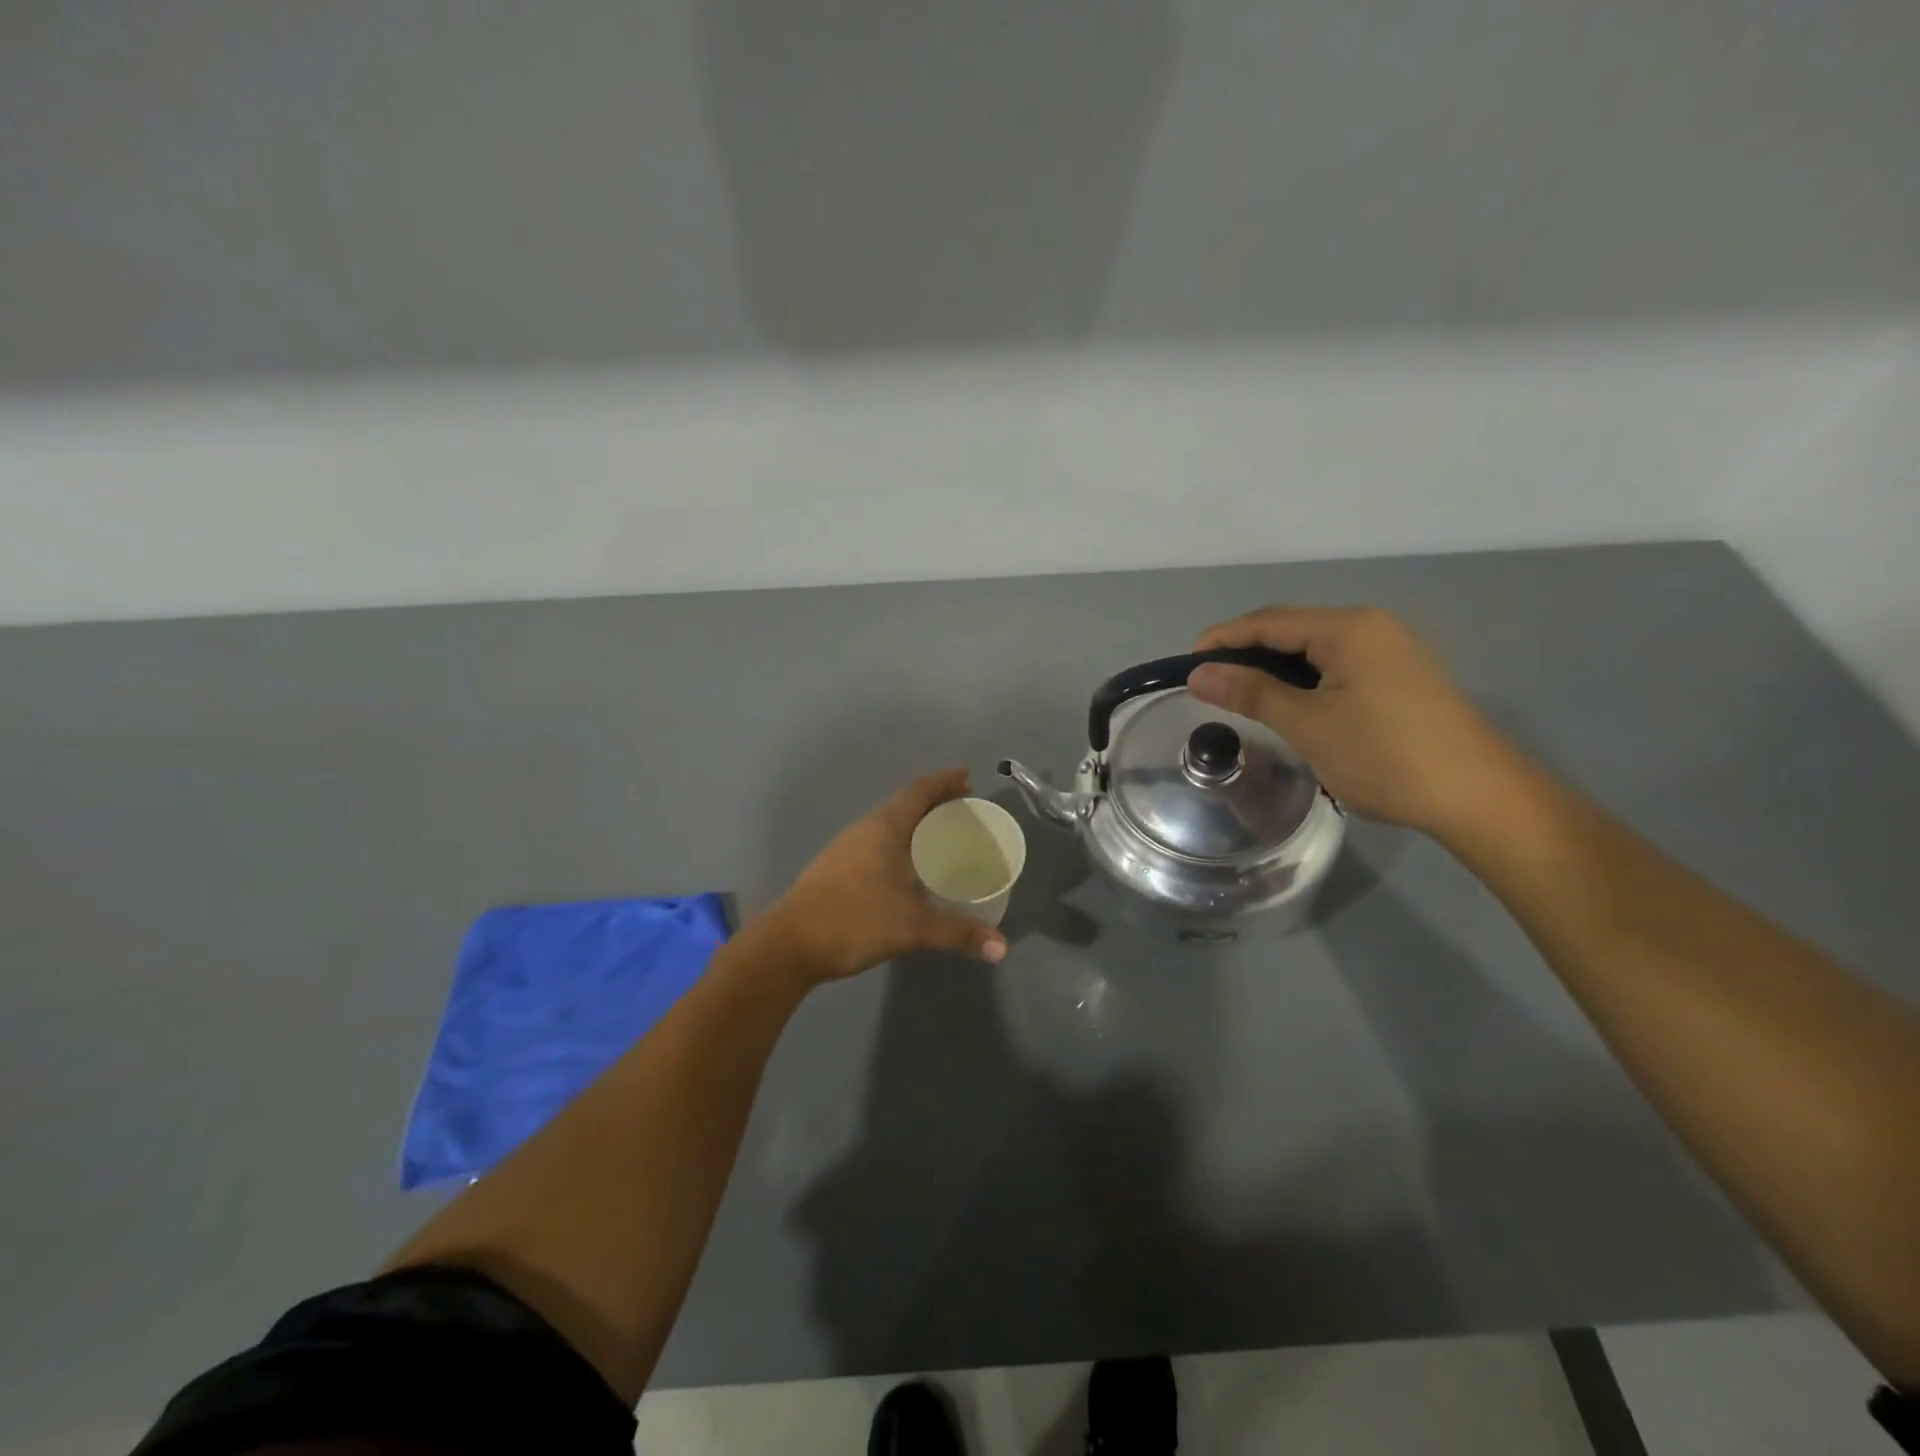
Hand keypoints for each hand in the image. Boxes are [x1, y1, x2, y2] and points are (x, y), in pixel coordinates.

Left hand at [768, 768, 1008, 983]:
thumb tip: (1002, 947)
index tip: (968, 777)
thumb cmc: (853, 921)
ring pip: (889, 824)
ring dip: (916, 824)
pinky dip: (900, 844)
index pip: (919, 791)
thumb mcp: (912, 927)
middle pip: (904, 804)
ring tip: (942, 838)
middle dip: (935, 803)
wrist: (788, 945)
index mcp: (883, 828)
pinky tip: (908, 869)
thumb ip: (958, 933)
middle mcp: (864, 829)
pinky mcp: (837, 869)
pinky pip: (877, 843)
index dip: (944, 782)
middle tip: (964, 810)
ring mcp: (846, 848)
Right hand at [1187, 605, 1521, 838]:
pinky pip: (1336, 666)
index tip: (1185, 667)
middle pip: (1291, 629)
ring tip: (1240, 697)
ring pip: (1313, 649)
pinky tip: (1289, 705)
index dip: (1222, 639)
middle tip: (1209, 685)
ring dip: (1273, 668)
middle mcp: (1371, 627)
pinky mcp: (1400, 677)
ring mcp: (1390, 651)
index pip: (1268, 621)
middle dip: (1245, 652)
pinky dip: (1302, 680)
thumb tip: (1198, 674)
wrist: (1479, 797)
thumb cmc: (1385, 755)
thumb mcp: (1308, 724)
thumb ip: (1251, 693)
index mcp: (1348, 628)